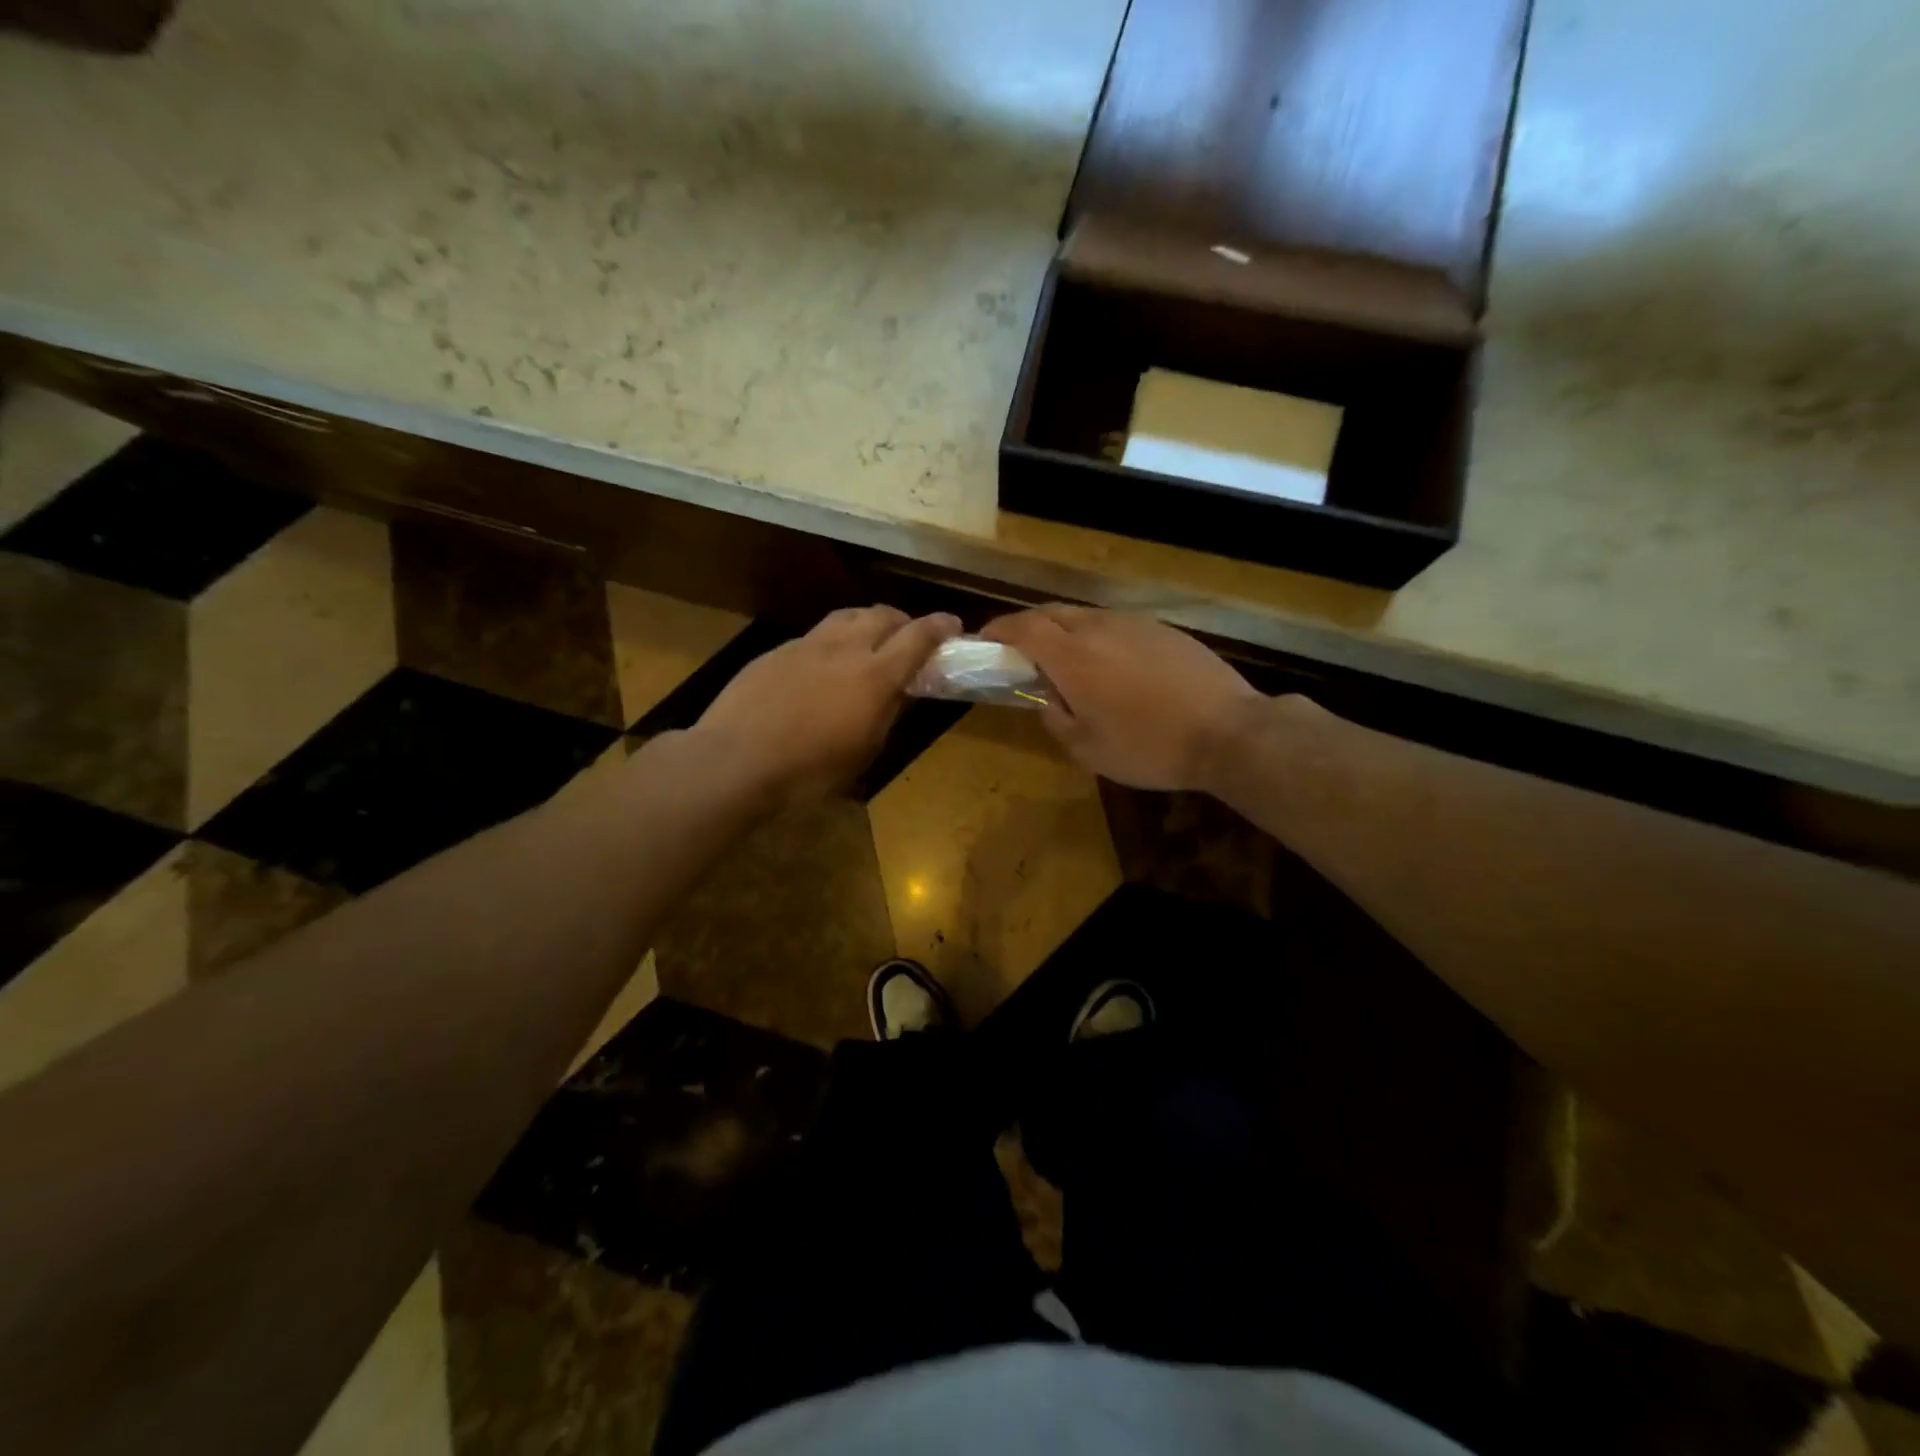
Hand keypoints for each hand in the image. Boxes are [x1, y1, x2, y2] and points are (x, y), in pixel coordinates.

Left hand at [691, 606, 960, 802]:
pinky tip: (824, 664)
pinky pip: (815, 635)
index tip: (953, 625)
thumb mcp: (863, 751)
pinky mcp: (777, 651)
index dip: (939, 627)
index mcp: (874, 676)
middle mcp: (844, 648)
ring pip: (847, 617)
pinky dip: (833, 640)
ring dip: (867, 622)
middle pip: (882, 615)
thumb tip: (902, 691)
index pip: (917, 638)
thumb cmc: (808, 770)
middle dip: (903, 621)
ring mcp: (806, 645)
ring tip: (869, 639)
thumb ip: (887, 713)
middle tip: (909, 637)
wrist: (735, 760)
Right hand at [983, 606, 1261, 790]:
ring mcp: (1135, 624)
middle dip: (1027, 627)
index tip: (984, 641)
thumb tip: (1047, 698)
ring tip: (1065, 662)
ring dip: (1063, 631)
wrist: (1228, 732)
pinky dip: (1097, 637)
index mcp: (1073, 656)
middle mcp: (1099, 627)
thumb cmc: (1149, 747)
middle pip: (1051, 612)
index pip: (1023, 628)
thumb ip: (1056, 718)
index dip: (998, 630)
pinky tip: (1110, 666)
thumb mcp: (1088, 749)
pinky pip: (1115, 625)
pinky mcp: (1163, 629)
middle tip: (1019, 652)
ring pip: (1085, 615)